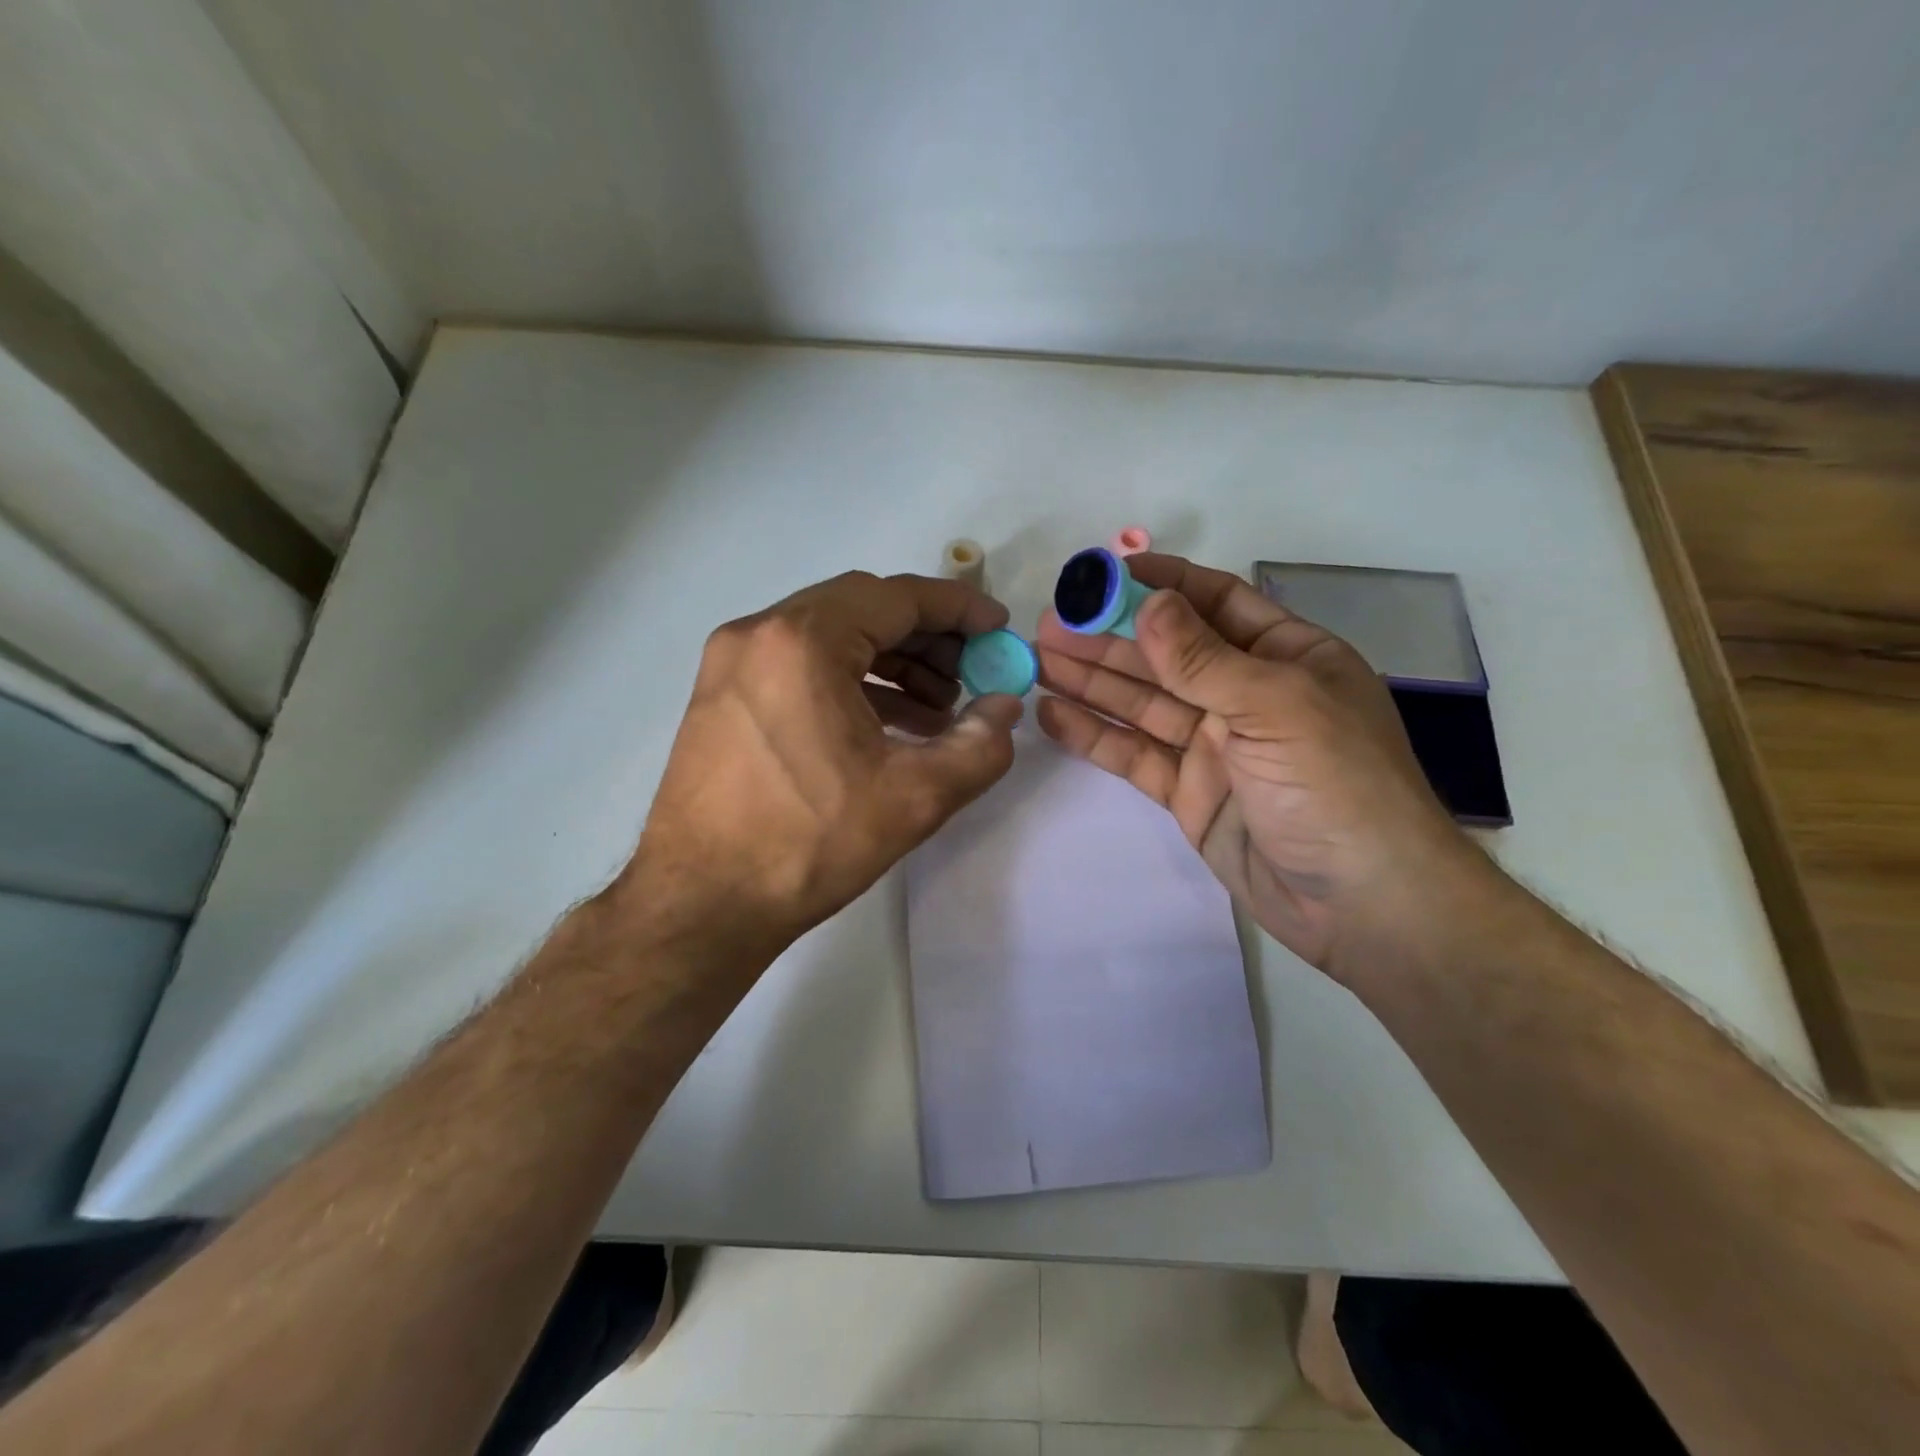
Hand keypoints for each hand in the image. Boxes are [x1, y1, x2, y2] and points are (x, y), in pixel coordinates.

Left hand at [622, 571, 1022, 970]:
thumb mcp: (914, 797)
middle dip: (927, 637)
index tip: (997, 629)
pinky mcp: (722, 695)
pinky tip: (890, 725)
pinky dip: (851, 683)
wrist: (701, 905)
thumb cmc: (807, 845)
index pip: (897, 597)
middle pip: (862, 610)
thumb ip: (979, 745)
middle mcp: (759, 633)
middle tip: (972, 673)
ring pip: (831, 637)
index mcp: (801, 641)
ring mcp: (732, 663)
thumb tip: (1005, 707)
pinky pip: (801, 667)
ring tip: (939, 710)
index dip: (958, 609)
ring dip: (891, 662)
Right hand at [1035, 553, 1496, 977]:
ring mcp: (1214, 746)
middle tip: (1049, 623)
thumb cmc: (1337, 785)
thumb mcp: (1275, 706)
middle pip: (1167, 654)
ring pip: (1143, 702)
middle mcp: (1246, 695)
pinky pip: (1135, 754)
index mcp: (1285, 658)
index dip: (1161, 585)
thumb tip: (1148, 602)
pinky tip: (1052, 715)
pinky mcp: (1188, 792)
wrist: (1361, 904)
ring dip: (1092, 680)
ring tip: (1037, 659)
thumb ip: (1204, 658)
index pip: (1216, 603)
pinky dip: (1094, 735)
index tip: (1103, 575)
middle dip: (1110, 636)